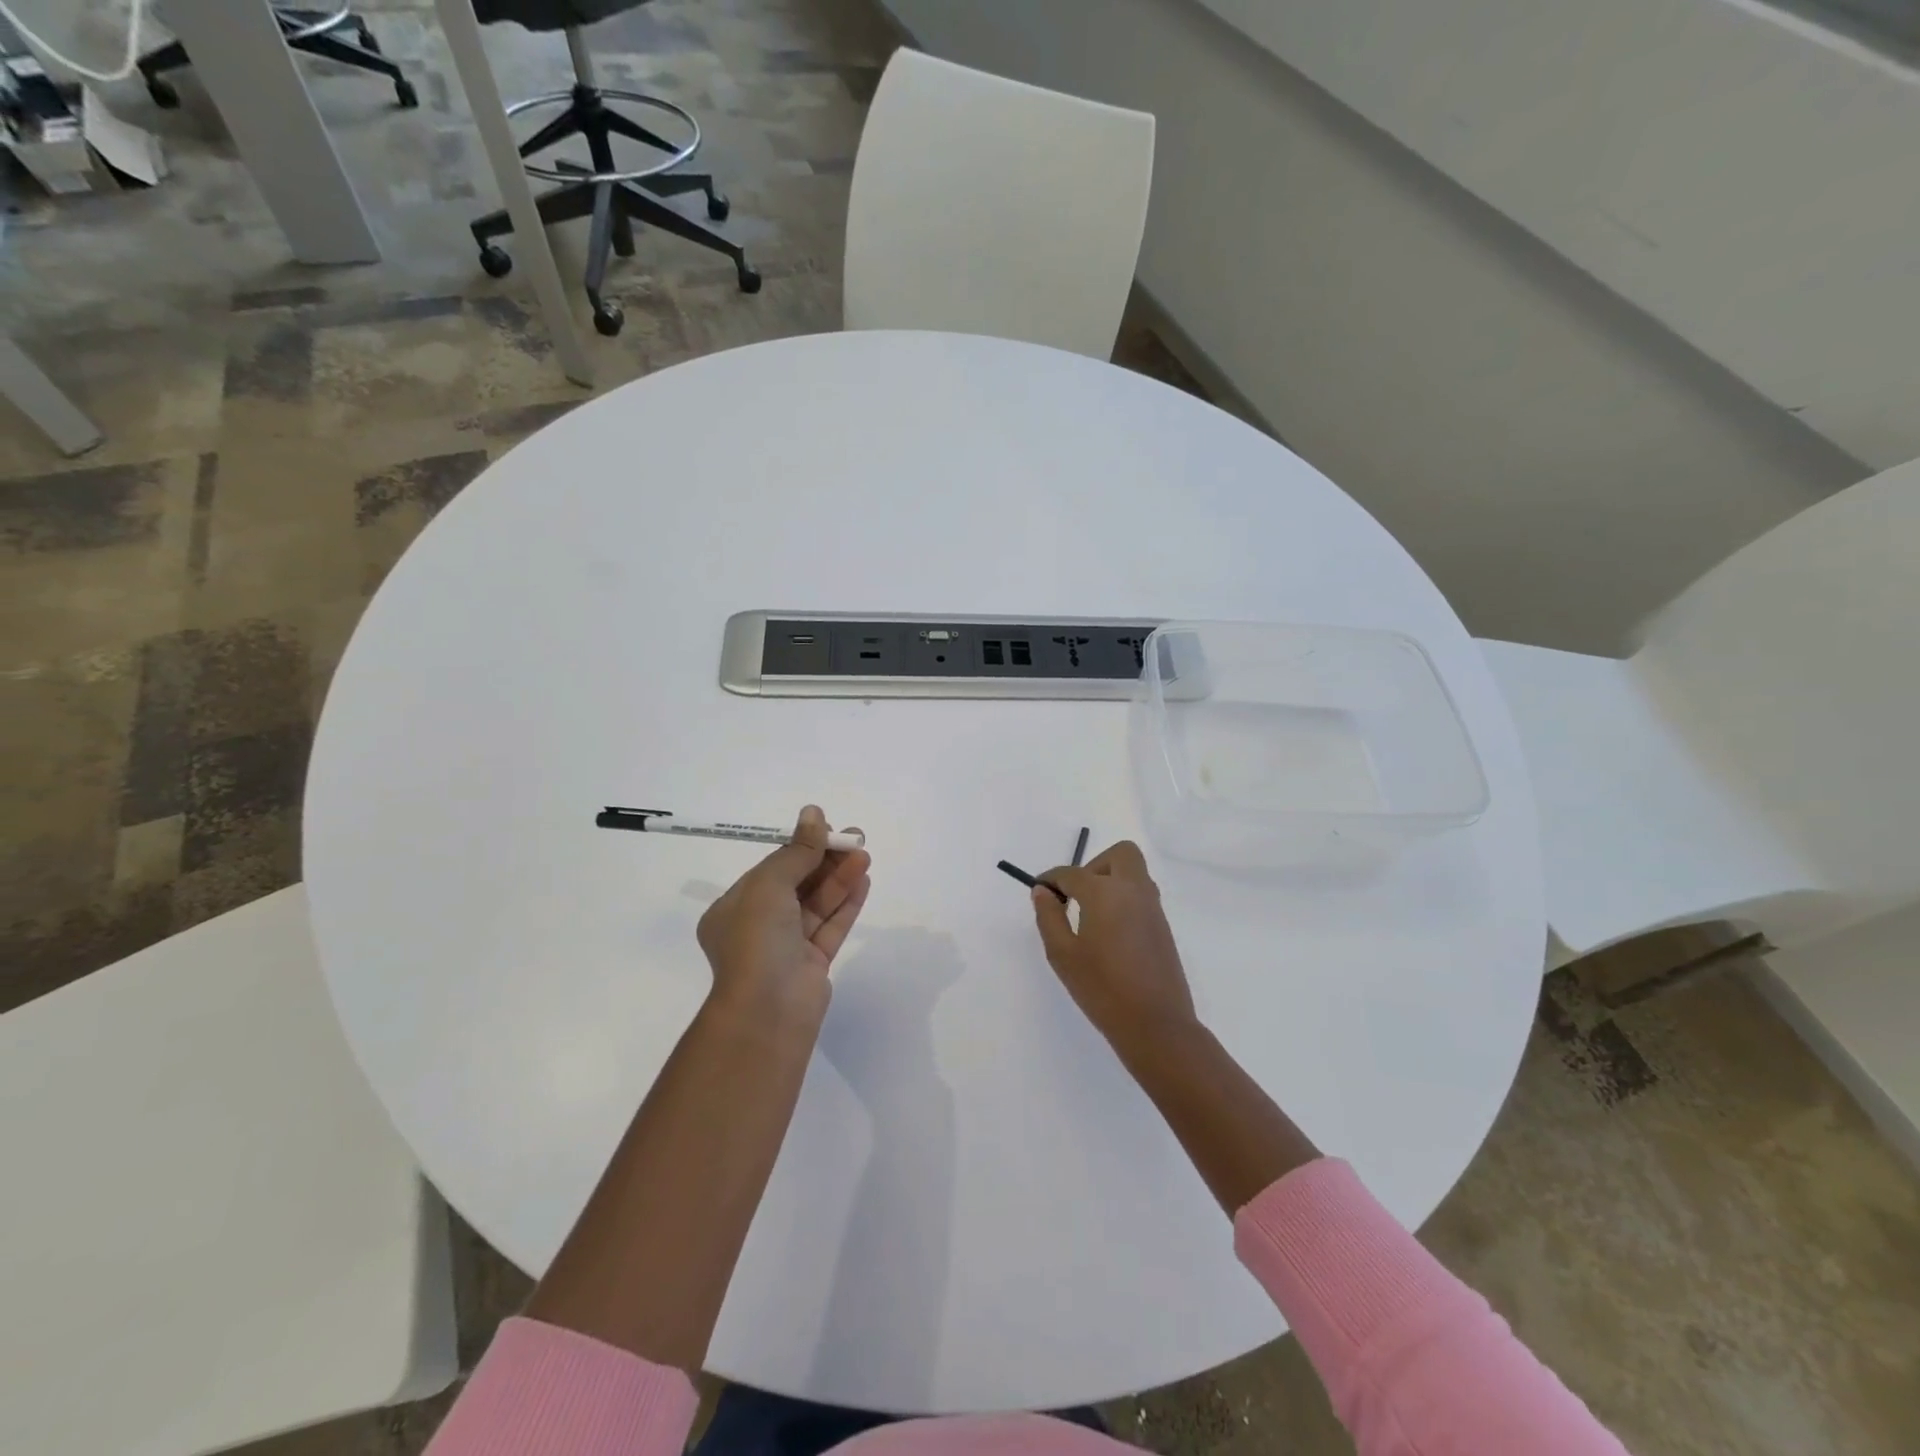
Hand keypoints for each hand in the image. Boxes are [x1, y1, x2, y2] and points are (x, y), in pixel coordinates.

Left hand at [697, 806, 870, 1027]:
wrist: (768, 1011)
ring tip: (865, 855)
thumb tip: (813, 813)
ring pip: (817, 904)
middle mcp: (758, 926)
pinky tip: (863, 880)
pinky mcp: (812, 964)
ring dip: (840, 878)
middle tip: (856, 838)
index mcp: (734, 909)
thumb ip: (797, 851)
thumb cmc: (757, 940)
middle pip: (797, 884)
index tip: (828, 828)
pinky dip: (846, 903)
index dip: (801, 847)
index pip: (772, 869)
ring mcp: (786, 947)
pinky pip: (830, 926)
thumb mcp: (770, 885)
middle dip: (826, 860)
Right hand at [1031, 840, 1196, 1053]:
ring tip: (1090, 915)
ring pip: (1133, 873)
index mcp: (1105, 892)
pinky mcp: (1163, 926)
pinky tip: (1108, 931)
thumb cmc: (1102, 988)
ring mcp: (1153, 907)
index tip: (1040, 892)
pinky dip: (1123, 898)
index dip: (1052, 879)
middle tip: (1076, 895)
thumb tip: (1042, 891)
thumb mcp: (1062, 954)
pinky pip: (1141, 894)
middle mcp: (1133, 890)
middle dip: (1094, 865)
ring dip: (1111, 880)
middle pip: (1119, 854)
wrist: (1155, 1024)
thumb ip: (1049, 916)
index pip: (1072, 873)